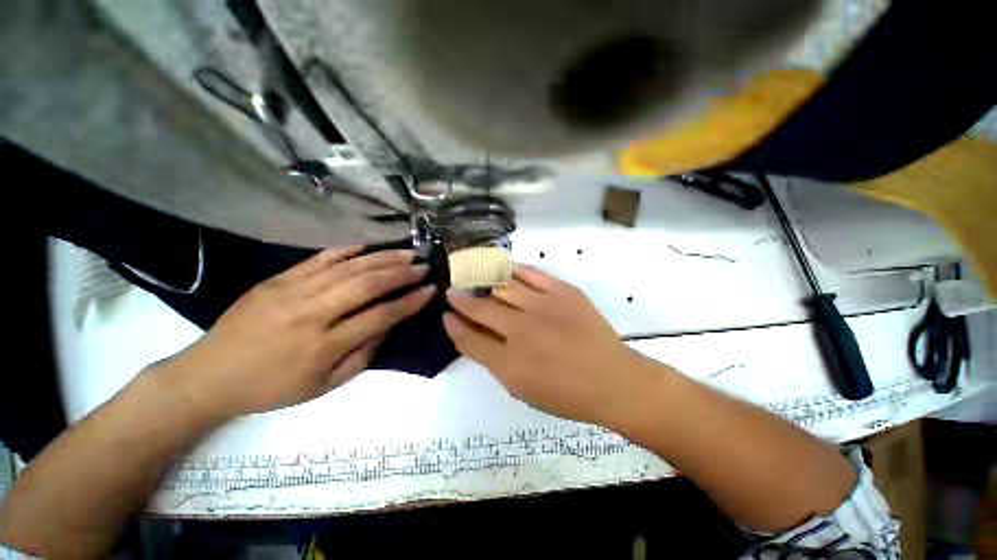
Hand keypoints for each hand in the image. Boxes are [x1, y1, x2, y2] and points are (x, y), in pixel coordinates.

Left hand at [156, 246, 435, 419]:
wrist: (208, 375)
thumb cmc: (271, 388)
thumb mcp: (324, 387)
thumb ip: (363, 356)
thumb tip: (387, 325)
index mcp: (323, 346)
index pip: (381, 316)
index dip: (410, 302)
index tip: (431, 290)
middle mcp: (311, 314)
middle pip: (367, 285)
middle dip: (402, 273)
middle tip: (424, 265)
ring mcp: (292, 291)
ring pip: (349, 267)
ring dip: (383, 258)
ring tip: (407, 252)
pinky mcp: (278, 279)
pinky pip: (319, 258)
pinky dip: (348, 250)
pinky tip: (369, 245)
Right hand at [443, 264, 648, 423]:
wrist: (613, 380)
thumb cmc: (567, 394)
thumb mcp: (522, 390)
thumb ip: (495, 362)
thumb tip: (475, 336)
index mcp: (510, 364)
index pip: (469, 340)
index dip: (453, 326)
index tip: (446, 315)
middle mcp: (522, 331)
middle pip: (481, 309)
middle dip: (461, 300)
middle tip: (453, 292)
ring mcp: (544, 307)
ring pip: (503, 286)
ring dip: (483, 282)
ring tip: (473, 277)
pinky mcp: (563, 292)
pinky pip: (531, 273)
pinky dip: (514, 269)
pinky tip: (504, 268)